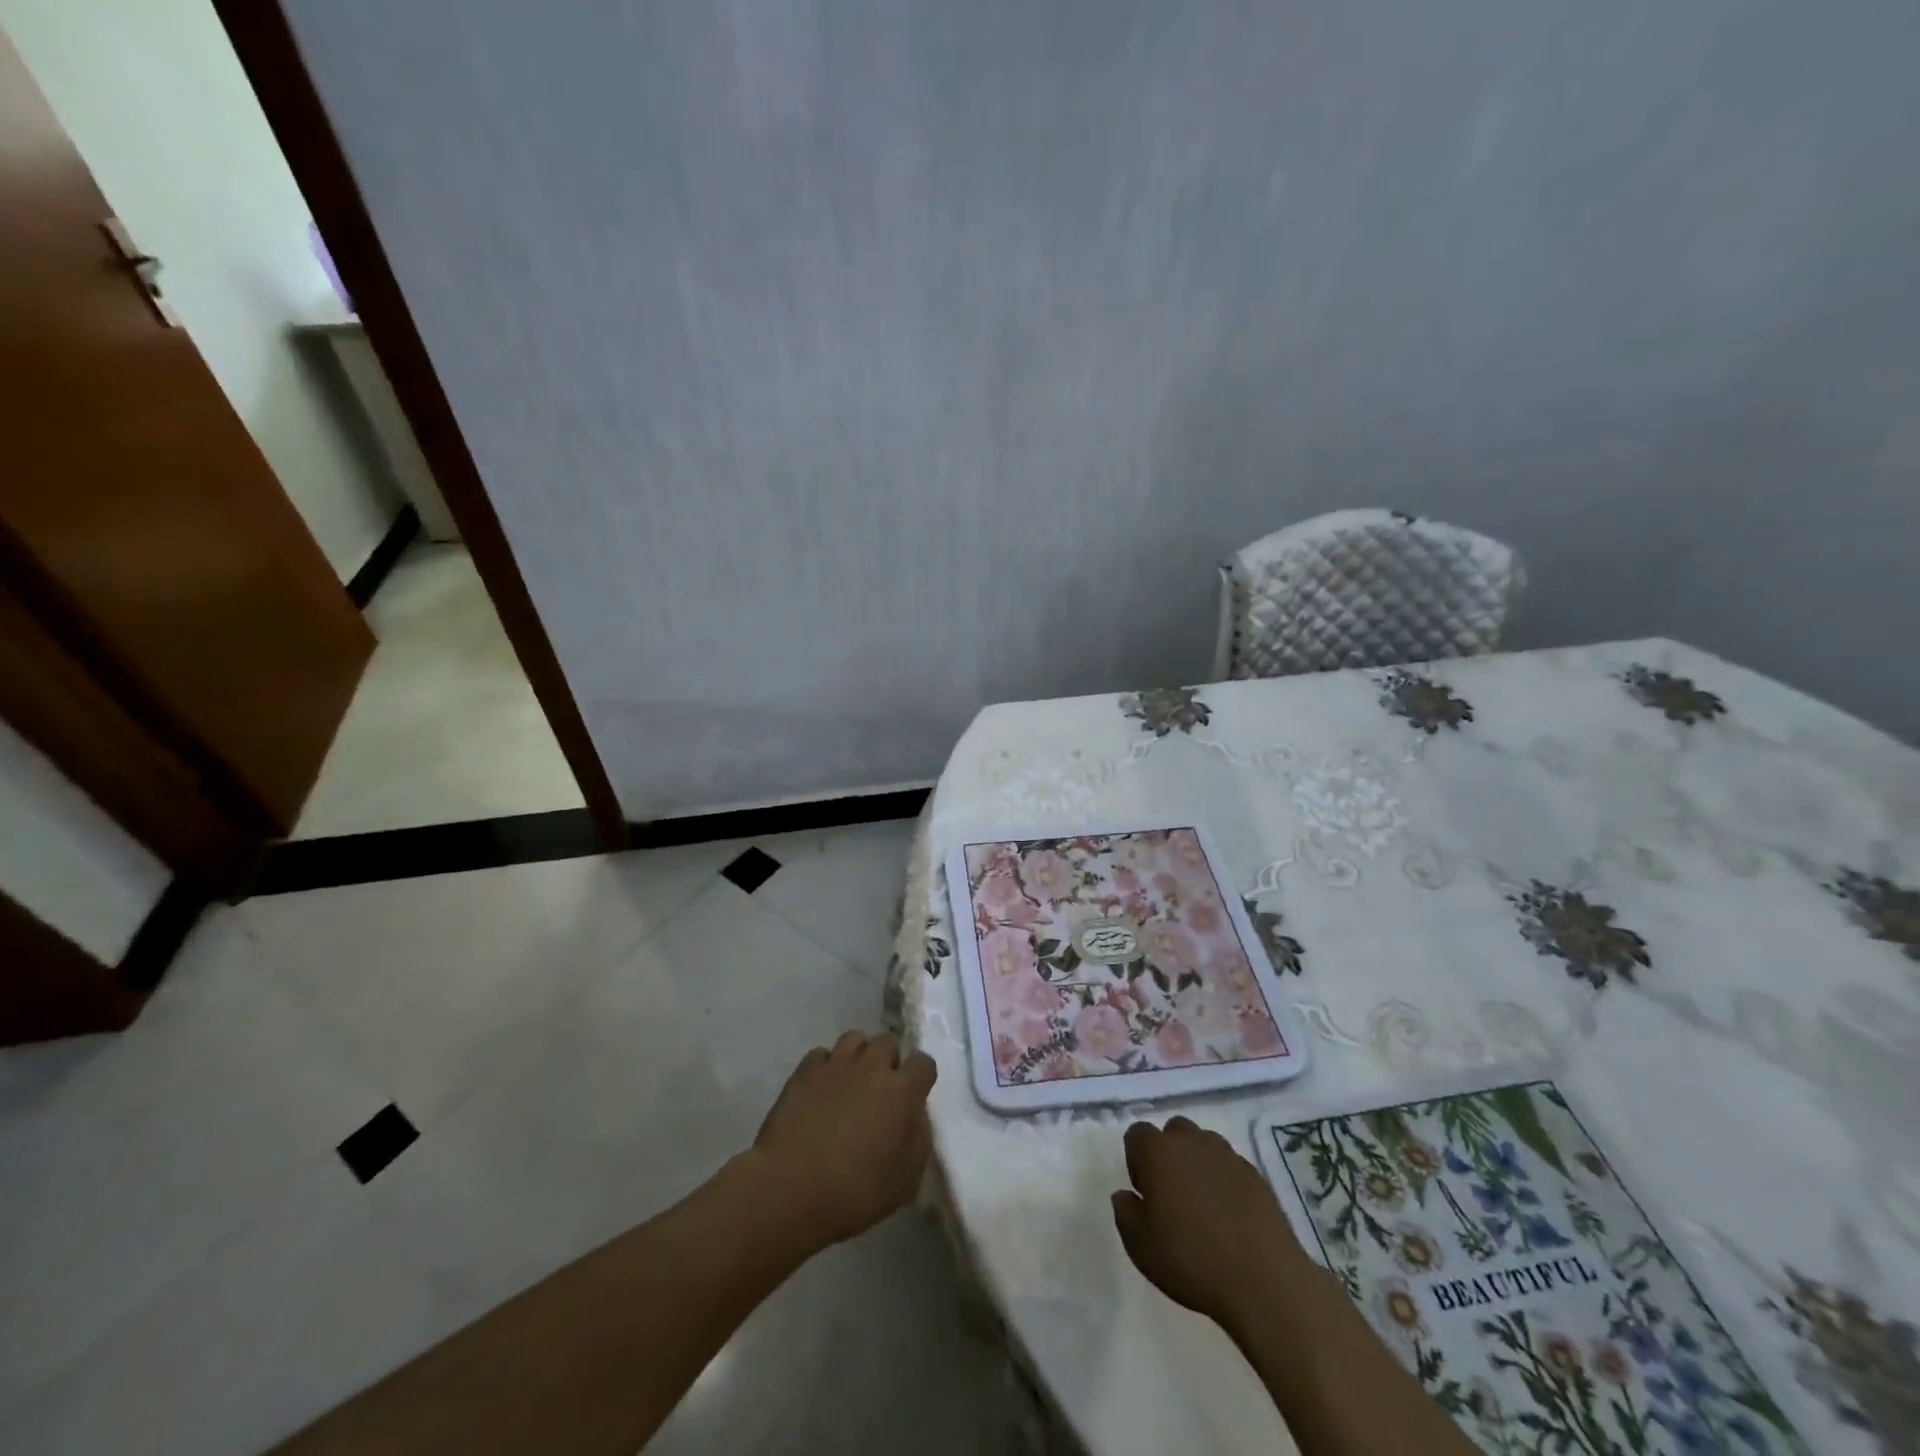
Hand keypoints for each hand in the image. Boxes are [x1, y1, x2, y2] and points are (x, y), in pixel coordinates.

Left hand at [750, 1030, 937, 1249]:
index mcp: (901, 1091)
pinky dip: (825, 1066)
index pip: (923, 1063)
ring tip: (851, 1082)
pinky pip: (821, 1054)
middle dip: (888, 1060)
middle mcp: (871, 1067)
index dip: (920, 1078)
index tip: (914, 1096)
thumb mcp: (906, 1180)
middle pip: (888, 1042)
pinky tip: (820, 1090)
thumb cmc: (855, 1194)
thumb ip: (918, 1139)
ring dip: (858, 1056)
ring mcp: (835, 1065)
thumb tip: (914, 1115)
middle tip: (880, 1090)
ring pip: (854, 1038)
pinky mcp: (803, 1072)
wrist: (790, 1191)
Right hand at [1111, 1116, 1310, 1335]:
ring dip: (1197, 1163)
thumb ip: (1125, 1213)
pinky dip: (1224, 1181)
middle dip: (1168, 1154)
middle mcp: (1192, 1142)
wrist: (1264, 1281)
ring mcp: (1228, 1155)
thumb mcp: (1140, 1246)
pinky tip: (1229, 1216)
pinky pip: (1230, 1166)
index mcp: (1159, 1151)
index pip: (1137, 1134)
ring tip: (1202, 1205)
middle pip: (1173, 1131)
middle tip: (1171, 1195)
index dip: (1136, 1160)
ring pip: (1204, 1144)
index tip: (1144, 1193)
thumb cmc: (1191, 1260)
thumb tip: (1125, 1195)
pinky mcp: (1256, 1175)